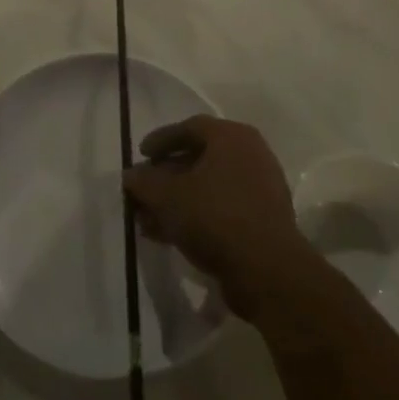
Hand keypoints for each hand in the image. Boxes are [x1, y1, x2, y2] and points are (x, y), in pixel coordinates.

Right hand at [122, 116, 315, 321]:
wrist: (267, 271)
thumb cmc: (215, 217)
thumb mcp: (167, 196)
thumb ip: (144, 182)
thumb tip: (131, 176)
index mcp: (232, 137)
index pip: (189, 127)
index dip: (160, 140)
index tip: (140, 155)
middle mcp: (251, 155)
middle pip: (198, 158)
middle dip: (165, 177)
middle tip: (142, 192)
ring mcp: (260, 189)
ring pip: (208, 187)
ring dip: (176, 201)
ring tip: (148, 221)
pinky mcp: (262, 221)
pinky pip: (221, 209)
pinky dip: (195, 216)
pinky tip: (169, 236)